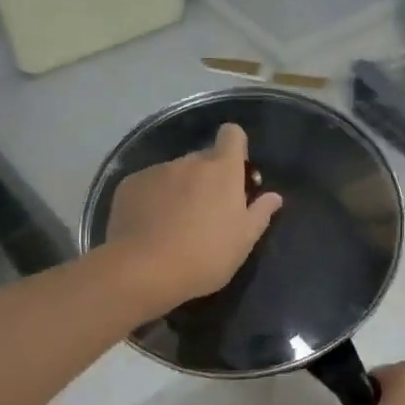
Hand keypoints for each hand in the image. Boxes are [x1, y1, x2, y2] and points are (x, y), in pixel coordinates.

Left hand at [104, 122, 283, 310]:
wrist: (143, 270)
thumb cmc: (205, 256)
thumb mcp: (243, 241)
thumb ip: (260, 213)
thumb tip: (274, 197)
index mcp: (222, 170)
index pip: (232, 135)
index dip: (235, 147)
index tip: (236, 172)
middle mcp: (189, 162)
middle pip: (203, 159)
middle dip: (208, 177)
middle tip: (207, 211)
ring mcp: (157, 171)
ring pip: (175, 173)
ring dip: (179, 189)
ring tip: (174, 224)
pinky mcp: (130, 184)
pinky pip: (148, 184)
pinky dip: (152, 199)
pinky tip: (150, 226)